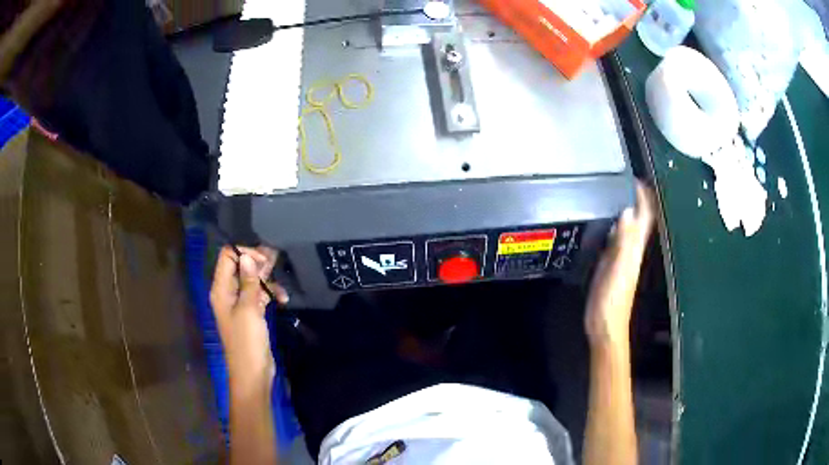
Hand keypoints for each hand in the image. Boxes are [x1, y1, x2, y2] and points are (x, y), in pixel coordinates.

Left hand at [210, 246, 287, 396]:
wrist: (253, 372)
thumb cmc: (247, 341)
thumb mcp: (248, 309)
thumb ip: (248, 282)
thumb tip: (247, 257)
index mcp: (221, 289)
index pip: (227, 258)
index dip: (244, 253)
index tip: (263, 259)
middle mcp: (228, 293)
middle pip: (240, 267)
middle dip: (257, 262)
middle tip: (276, 259)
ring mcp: (240, 304)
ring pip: (252, 281)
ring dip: (266, 279)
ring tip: (282, 279)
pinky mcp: (251, 313)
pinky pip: (259, 295)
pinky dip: (270, 294)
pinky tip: (283, 298)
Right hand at [585, 182, 655, 345]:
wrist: (605, 327)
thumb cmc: (611, 301)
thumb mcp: (618, 270)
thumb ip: (624, 243)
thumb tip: (627, 212)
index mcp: (635, 249)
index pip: (644, 217)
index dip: (643, 198)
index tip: (634, 178)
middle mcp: (631, 249)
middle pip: (638, 219)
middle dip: (635, 199)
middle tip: (623, 180)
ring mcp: (621, 257)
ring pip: (628, 227)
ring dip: (625, 209)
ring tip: (613, 192)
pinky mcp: (610, 264)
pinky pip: (616, 238)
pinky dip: (613, 225)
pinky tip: (605, 221)